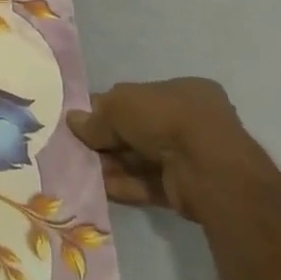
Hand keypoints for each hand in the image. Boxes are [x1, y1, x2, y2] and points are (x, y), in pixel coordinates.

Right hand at [66, 78, 276, 222]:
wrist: (207, 169)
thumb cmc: (166, 118)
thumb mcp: (120, 105)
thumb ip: (95, 116)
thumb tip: (73, 121)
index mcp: (183, 91)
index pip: (137, 96)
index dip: (107, 107)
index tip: (82, 120)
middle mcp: (190, 121)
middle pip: (137, 130)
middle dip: (107, 140)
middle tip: (77, 147)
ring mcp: (190, 156)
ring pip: (141, 158)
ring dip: (112, 164)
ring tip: (81, 169)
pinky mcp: (186, 188)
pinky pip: (148, 183)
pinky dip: (124, 185)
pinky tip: (99, 187)